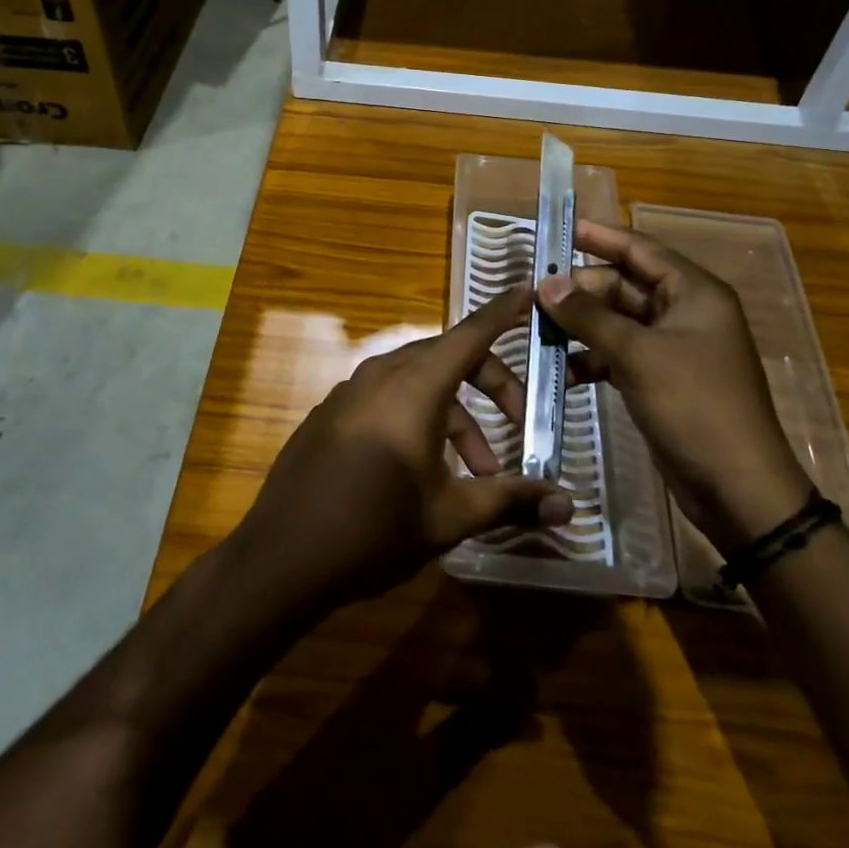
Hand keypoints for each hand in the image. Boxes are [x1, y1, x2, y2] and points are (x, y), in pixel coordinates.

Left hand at [232, 286, 574, 608]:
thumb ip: (510, 501)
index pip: (471, 334)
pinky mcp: (333, 411)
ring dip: (456, 414)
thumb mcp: (449, 516)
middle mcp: (382, 374)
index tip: (530, 289)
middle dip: (491, 385)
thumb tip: (568, 506)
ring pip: (419, 381)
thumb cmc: (373, 531)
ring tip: (478, 472)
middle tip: (519, 424)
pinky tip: (424, 469)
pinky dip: (418, 417)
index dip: (504, 311)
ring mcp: (351, 390)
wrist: (280, 558)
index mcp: (414, 387)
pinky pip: (388, 397)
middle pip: (450, 358)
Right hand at [537, 220, 811, 553]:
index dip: (599, 236)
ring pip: (617, 322)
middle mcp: (685, 312)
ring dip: (581, 326)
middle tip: (534, 296)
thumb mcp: (637, 354)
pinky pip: (619, 354)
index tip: (558, 229)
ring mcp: (673, 348)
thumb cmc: (694, 406)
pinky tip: (562, 370)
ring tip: (538, 332)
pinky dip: (592, 358)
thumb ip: (588, 316)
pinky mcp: (661, 379)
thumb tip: (545, 283)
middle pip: (623, 285)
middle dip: (580, 291)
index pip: (639, 248)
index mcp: (693, 292)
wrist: (738, 490)